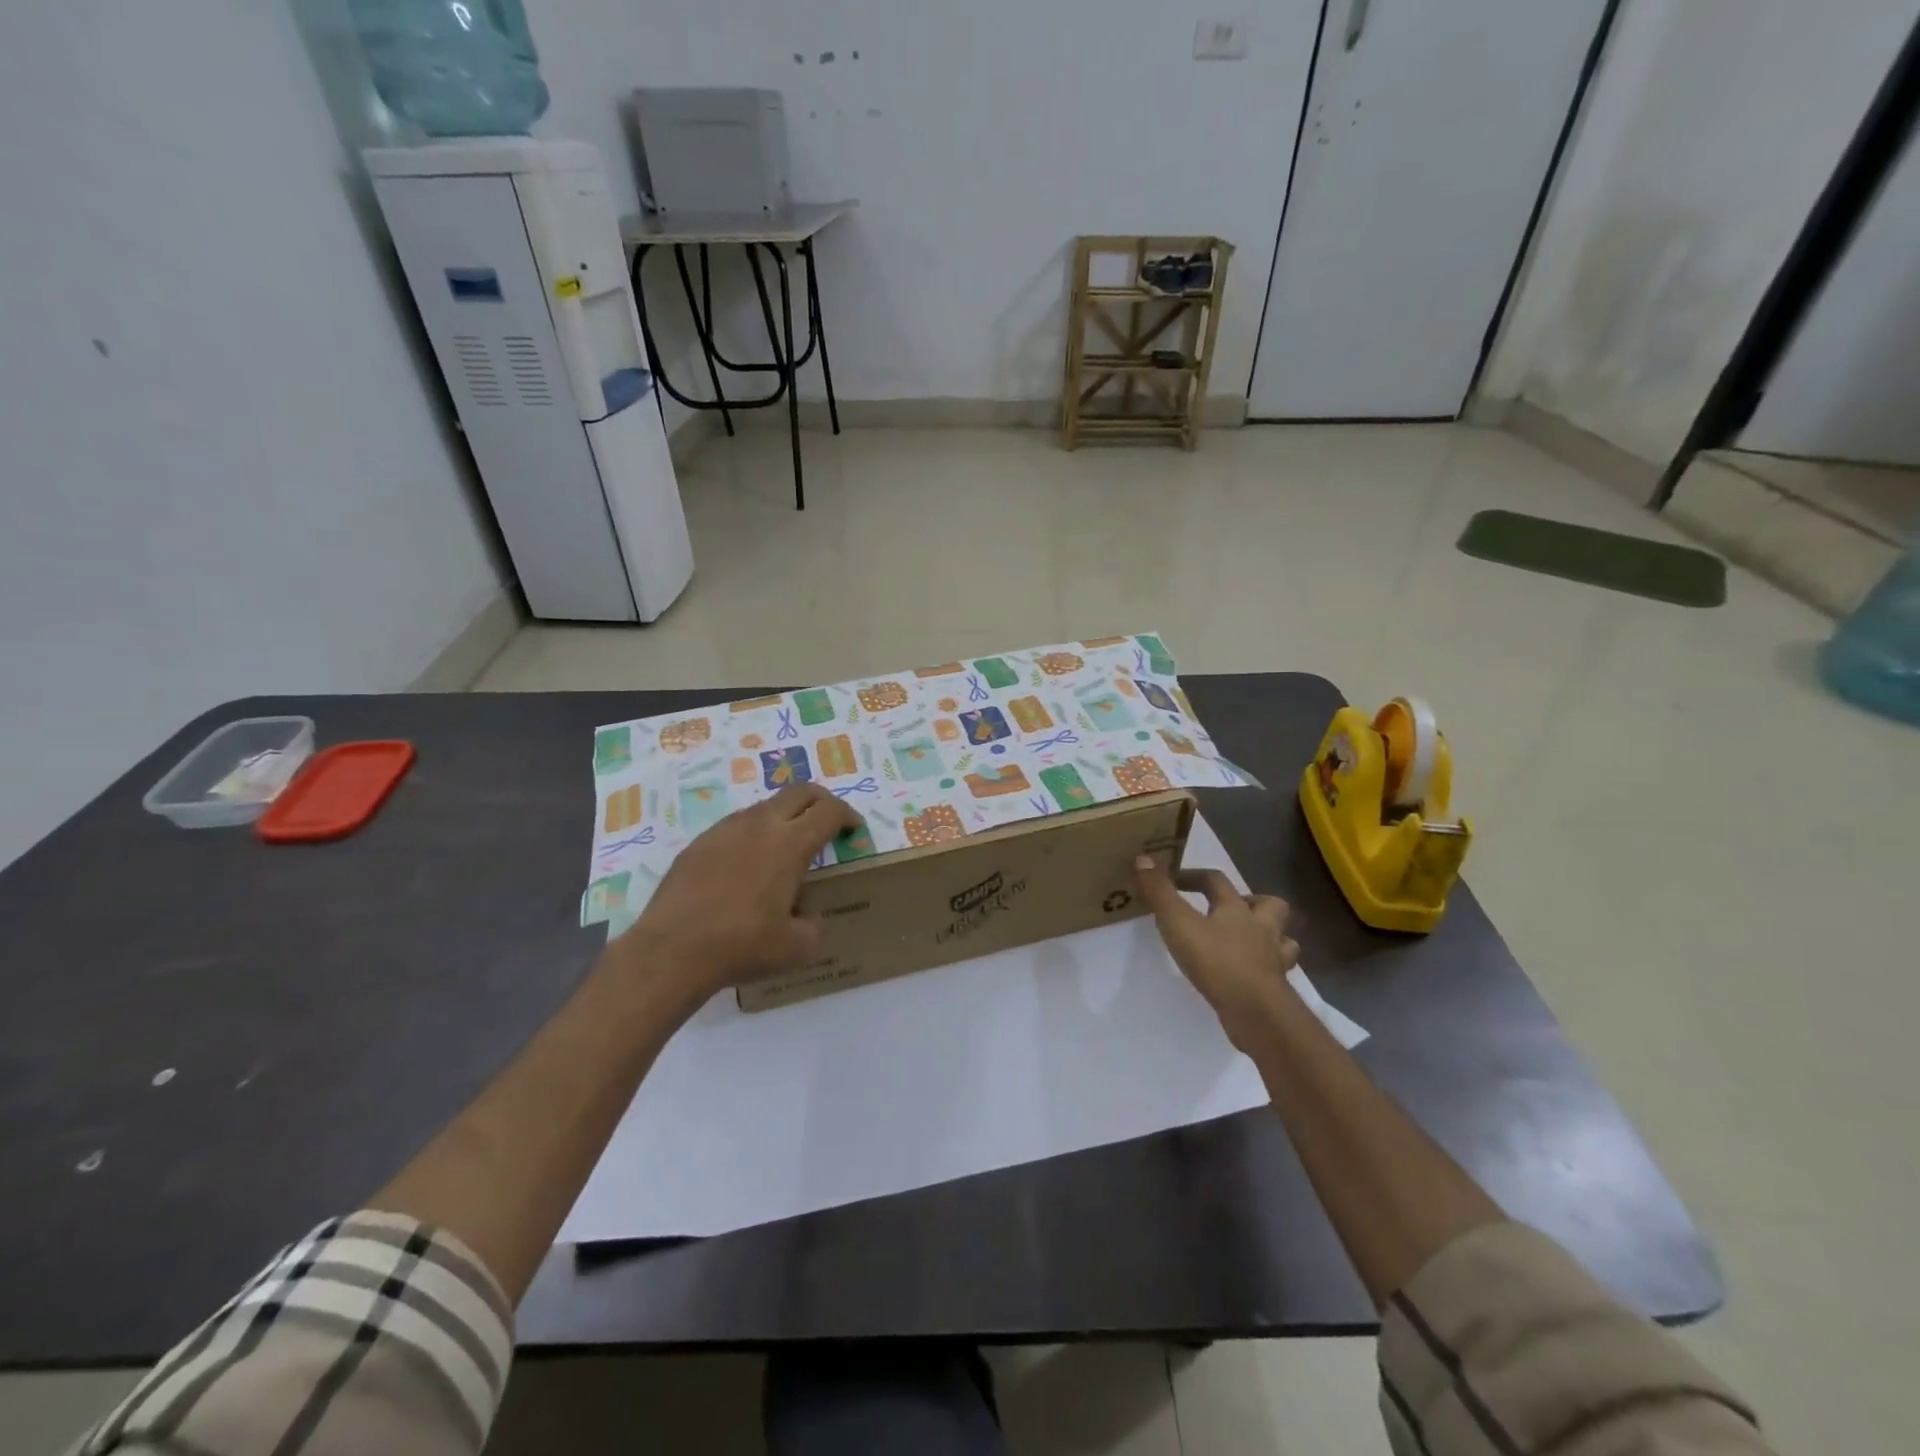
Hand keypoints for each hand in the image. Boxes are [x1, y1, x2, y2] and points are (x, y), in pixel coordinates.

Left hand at [615, 783, 859, 1001]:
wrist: (671, 951)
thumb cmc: (742, 945)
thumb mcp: (796, 948)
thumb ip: (813, 926)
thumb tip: (807, 918)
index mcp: (790, 844)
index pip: (829, 811)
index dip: (848, 815)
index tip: (853, 828)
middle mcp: (760, 825)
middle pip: (799, 792)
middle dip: (821, 801)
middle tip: (828, 821)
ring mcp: (725, 830)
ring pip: (765, 806)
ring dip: (784, 816)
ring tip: (786, 846)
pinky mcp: (698, 843)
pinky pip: (735, 826)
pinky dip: (753, 833)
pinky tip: (746, 865)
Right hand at [1134, 856, 1299, 1051]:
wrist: (1256, 1011)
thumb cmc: (1217, 961)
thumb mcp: (1178, 923)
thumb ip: (1160, 893)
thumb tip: (1143, 857)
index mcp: (1236, 908)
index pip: (1216, 880)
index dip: (1194, 876)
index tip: (1173, 881)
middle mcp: (1261, 928)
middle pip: (1270, 905)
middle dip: (1253, 902)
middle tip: (1230, 910)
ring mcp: (1273, 959)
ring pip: (1283, 940)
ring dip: (1269, 937)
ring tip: (1248, 942)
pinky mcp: (1275, 988)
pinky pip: (1276, 971)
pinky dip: (1265, 968)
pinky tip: (1249, 974)